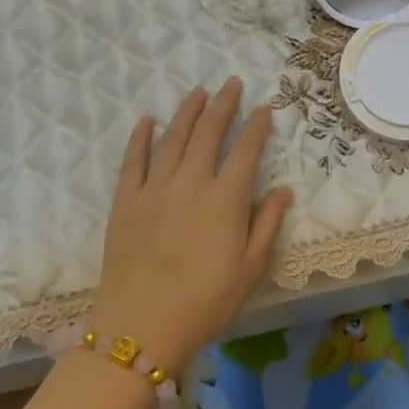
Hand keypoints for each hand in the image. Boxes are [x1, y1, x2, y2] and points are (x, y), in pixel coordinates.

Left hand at [91, 78, 293, 372]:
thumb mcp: (250, 269)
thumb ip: (267, 224)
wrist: (142, 325)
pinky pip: (133, 160)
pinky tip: (148, 120)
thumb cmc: (205, 302)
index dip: (256, 126)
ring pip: (172, 139)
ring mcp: (154, 189)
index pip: (245, 151)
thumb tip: (283, 189)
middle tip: (231, 83)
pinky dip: (140, 137)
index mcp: (226, 200)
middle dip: (222, 105)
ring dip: (187, 112)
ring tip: (198, 92)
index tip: (263, 107)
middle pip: (208, 134)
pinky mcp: (125, 201)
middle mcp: (191, 183)